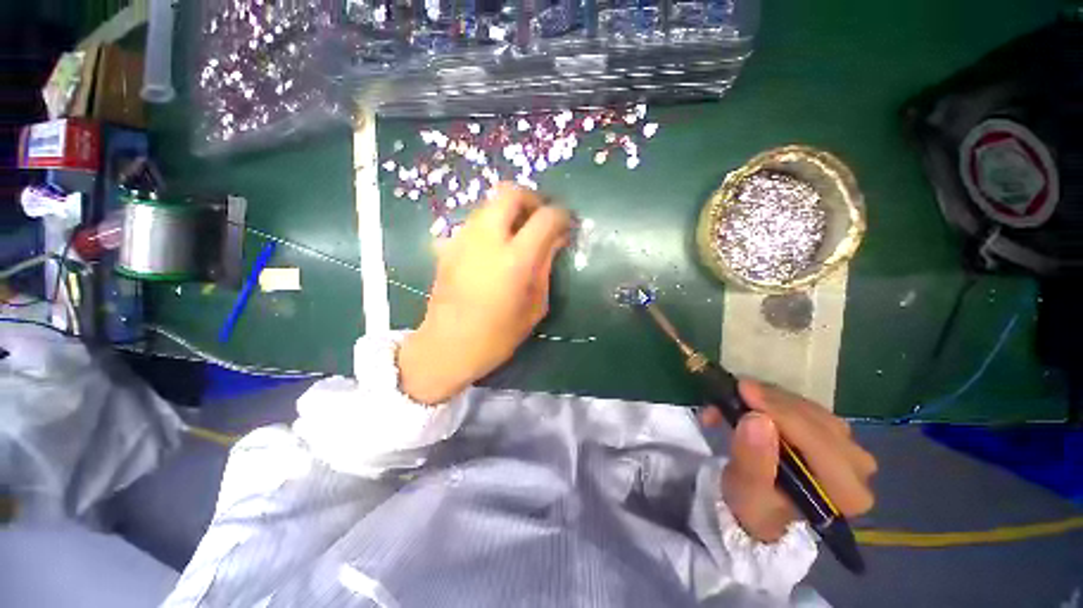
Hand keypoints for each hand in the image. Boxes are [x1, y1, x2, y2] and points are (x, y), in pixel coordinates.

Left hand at [398, 183, 571, 403]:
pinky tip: (494, 247)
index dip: (561, 215)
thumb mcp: (535, 306)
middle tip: (540, 219)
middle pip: (511, 192)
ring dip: (509, 210)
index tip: (566, 224)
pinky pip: (474, 221)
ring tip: (518, 233)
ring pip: (489, 202)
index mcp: (515, 259)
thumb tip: (555, 240)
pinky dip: (490, 224)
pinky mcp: (448, 245)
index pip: (546, 217)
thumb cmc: (498, 335)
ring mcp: (463, 238)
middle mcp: (487, 239)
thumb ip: (546, 267)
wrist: (447, 346)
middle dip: (531, 199)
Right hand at [702, 380, 876, 542]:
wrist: (762, 507)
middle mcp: (858, 469)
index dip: (780, 413)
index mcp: (846, 494)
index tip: (743, 392)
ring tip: (740, 397)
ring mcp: (849, 448)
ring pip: (812, 409)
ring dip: (772, 399)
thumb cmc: (754, 505)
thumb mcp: (745, 491)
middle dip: (773, 404)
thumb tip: (757, 419)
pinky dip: (776, 400)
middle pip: (817, 422)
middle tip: (737, 390)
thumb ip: (753, 460)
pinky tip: (755, 401)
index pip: (818, 442)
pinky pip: (807, 407)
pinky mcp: (834, 434)